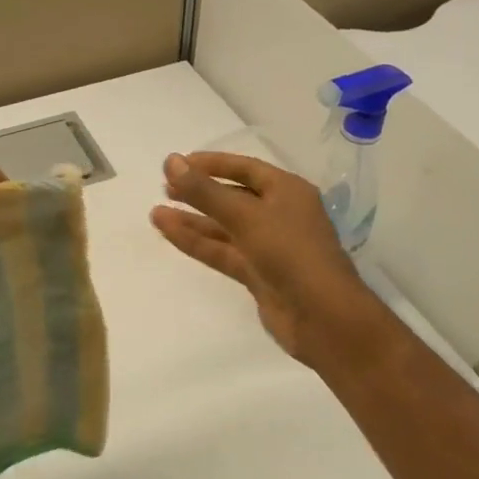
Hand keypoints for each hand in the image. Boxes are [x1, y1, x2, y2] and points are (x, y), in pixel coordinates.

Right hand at [152, 151, 384, 365]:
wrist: (323, 317)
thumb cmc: (290, 253)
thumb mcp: (246, 216)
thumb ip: (205, 191)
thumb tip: (170, 161)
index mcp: (287, 191)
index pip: (245, 168)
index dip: (211, 164)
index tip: (178, 163)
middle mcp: (279, 214)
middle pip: (232, 197)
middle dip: (199, 192)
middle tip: (164, 187)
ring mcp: (268, 246)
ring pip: (223, 227)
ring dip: (192, 220)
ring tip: (156, 212)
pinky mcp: (257, 274)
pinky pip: (222, 251)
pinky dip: (196, 242)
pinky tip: (168, 232)